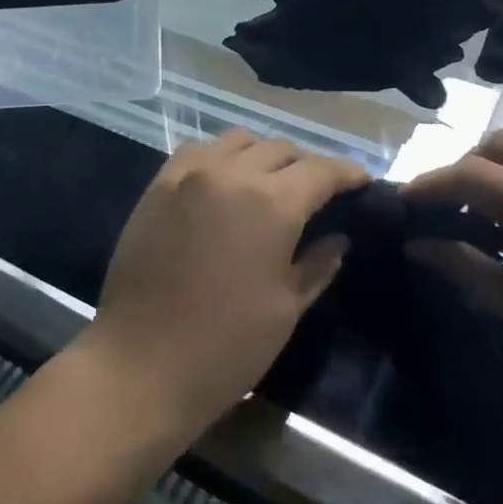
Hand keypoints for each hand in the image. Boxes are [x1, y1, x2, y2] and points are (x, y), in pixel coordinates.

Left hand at [80, 130, 369, 443]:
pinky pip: (198, 151)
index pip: (321, 170)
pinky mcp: (158, 185)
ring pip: (238, 140)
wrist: (140, 363)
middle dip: (307, 166)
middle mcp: (231, 174)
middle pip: (281, 149)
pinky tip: (224, 182)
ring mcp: (188, 174)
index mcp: (272, 204)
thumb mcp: (285, 309)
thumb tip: (337, 239)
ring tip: (270, 182)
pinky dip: (220, 157)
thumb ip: (317, 264)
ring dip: (263, 155)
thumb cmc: (226, 346)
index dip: (347, 173)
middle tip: (317, 191)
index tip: (361, 182)